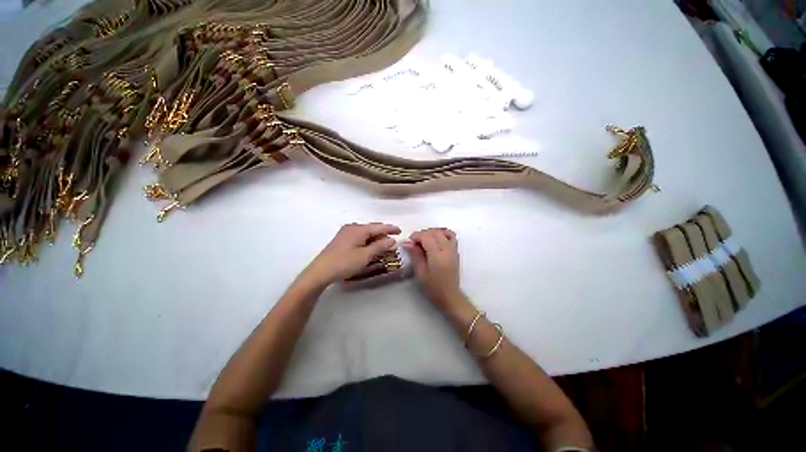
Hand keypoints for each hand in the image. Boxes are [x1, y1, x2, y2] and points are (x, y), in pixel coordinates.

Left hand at [304, 223, 400, 285]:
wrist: (320, 272)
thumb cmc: (344, 263)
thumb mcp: (365, 256)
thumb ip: (380, 246)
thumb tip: (392, 240)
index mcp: (359, 229)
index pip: (379, 227)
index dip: (390, 229)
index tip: (400, 231)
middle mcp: (352, 228)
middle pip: (372, 229)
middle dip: (383, 235)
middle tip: (393, 243)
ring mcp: (346, 233)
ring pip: (366, 234)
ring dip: (376, 240)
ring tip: (384, 247)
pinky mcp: (342, 240)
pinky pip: (360, 238)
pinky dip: (368, 242)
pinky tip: (371, 249)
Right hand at [405, 228, 461, 309]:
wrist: (449, 296)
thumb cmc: (433, 287)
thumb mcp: (420, 272)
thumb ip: (415, 255)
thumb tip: (407, 242)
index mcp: (437, 255)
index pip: (426, 236)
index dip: (416, 236)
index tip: (408, 242)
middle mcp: (447, 249)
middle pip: (434, 232)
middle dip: (422, 234)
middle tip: (414, 243)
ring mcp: (453, 249)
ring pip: (442, 232)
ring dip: (431, 232)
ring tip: (424, 240)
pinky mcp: (455, 251)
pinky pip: (450, 235)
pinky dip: (442, 233)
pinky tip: (435, 239)